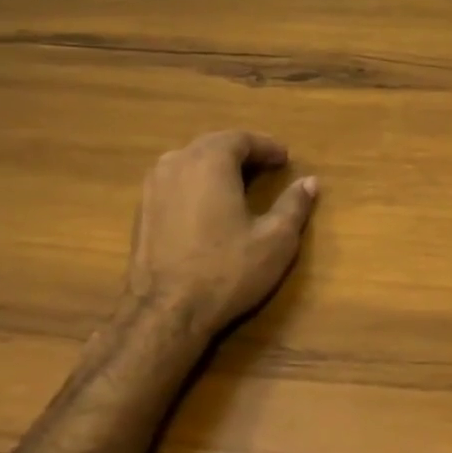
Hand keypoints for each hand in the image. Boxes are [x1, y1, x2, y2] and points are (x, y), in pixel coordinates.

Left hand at [118, 131, 318, 342]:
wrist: (164, 313)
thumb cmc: (225, 271)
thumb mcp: (275, 240)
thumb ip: (294, 205)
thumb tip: (310, 182)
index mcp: (209, 161)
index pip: (241, 139)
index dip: (266, 146)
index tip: (285, 159)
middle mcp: (176, 163)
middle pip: (213, 145)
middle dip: (241, 152)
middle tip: (266, 167)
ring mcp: (152, 186)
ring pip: (190, 161)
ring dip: (216, 166)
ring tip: (238, 183)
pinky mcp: (141, 210)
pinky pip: (175, 182)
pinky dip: (196, 183)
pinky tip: (209, 206)